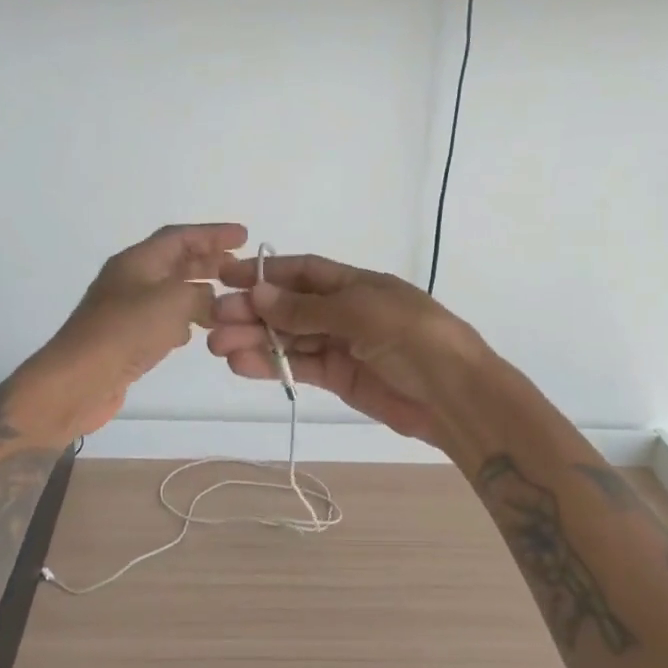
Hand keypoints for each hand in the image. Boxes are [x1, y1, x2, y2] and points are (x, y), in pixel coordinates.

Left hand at [13, 223, 245, 439]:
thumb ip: (201, 295)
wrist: (79, 382)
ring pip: (170, 292)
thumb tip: (210, 301)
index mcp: (136, 261)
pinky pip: (161, 320)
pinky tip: (198, 331)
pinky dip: (183, 320)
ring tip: (227, 298)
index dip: (212, 234)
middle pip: (174, 261)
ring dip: (198, 291)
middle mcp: (130, 280)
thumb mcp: (173, 302)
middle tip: (240, 267)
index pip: (179, 237)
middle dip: (208, 261)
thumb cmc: (126, 333)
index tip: (243, 236)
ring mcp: (126, 311)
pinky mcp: (126, 339)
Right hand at [207, 253, 489, 451]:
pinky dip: (270, 366)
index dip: (264, 273)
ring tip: (218, 346)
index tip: (225, 277)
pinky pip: (298, 367)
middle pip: (288, 307)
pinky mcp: (338, 378)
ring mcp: (340, 345)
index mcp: (355, 284)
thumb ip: (307, 308)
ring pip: (288, 339)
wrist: (454, 395)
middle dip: (252, 311)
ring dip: (254, 340)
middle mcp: (344, 311)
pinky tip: (241, 364)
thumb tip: (258, 293)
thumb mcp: (360, 312)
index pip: (301, 272)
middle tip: (213, 320)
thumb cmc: (413, 338)